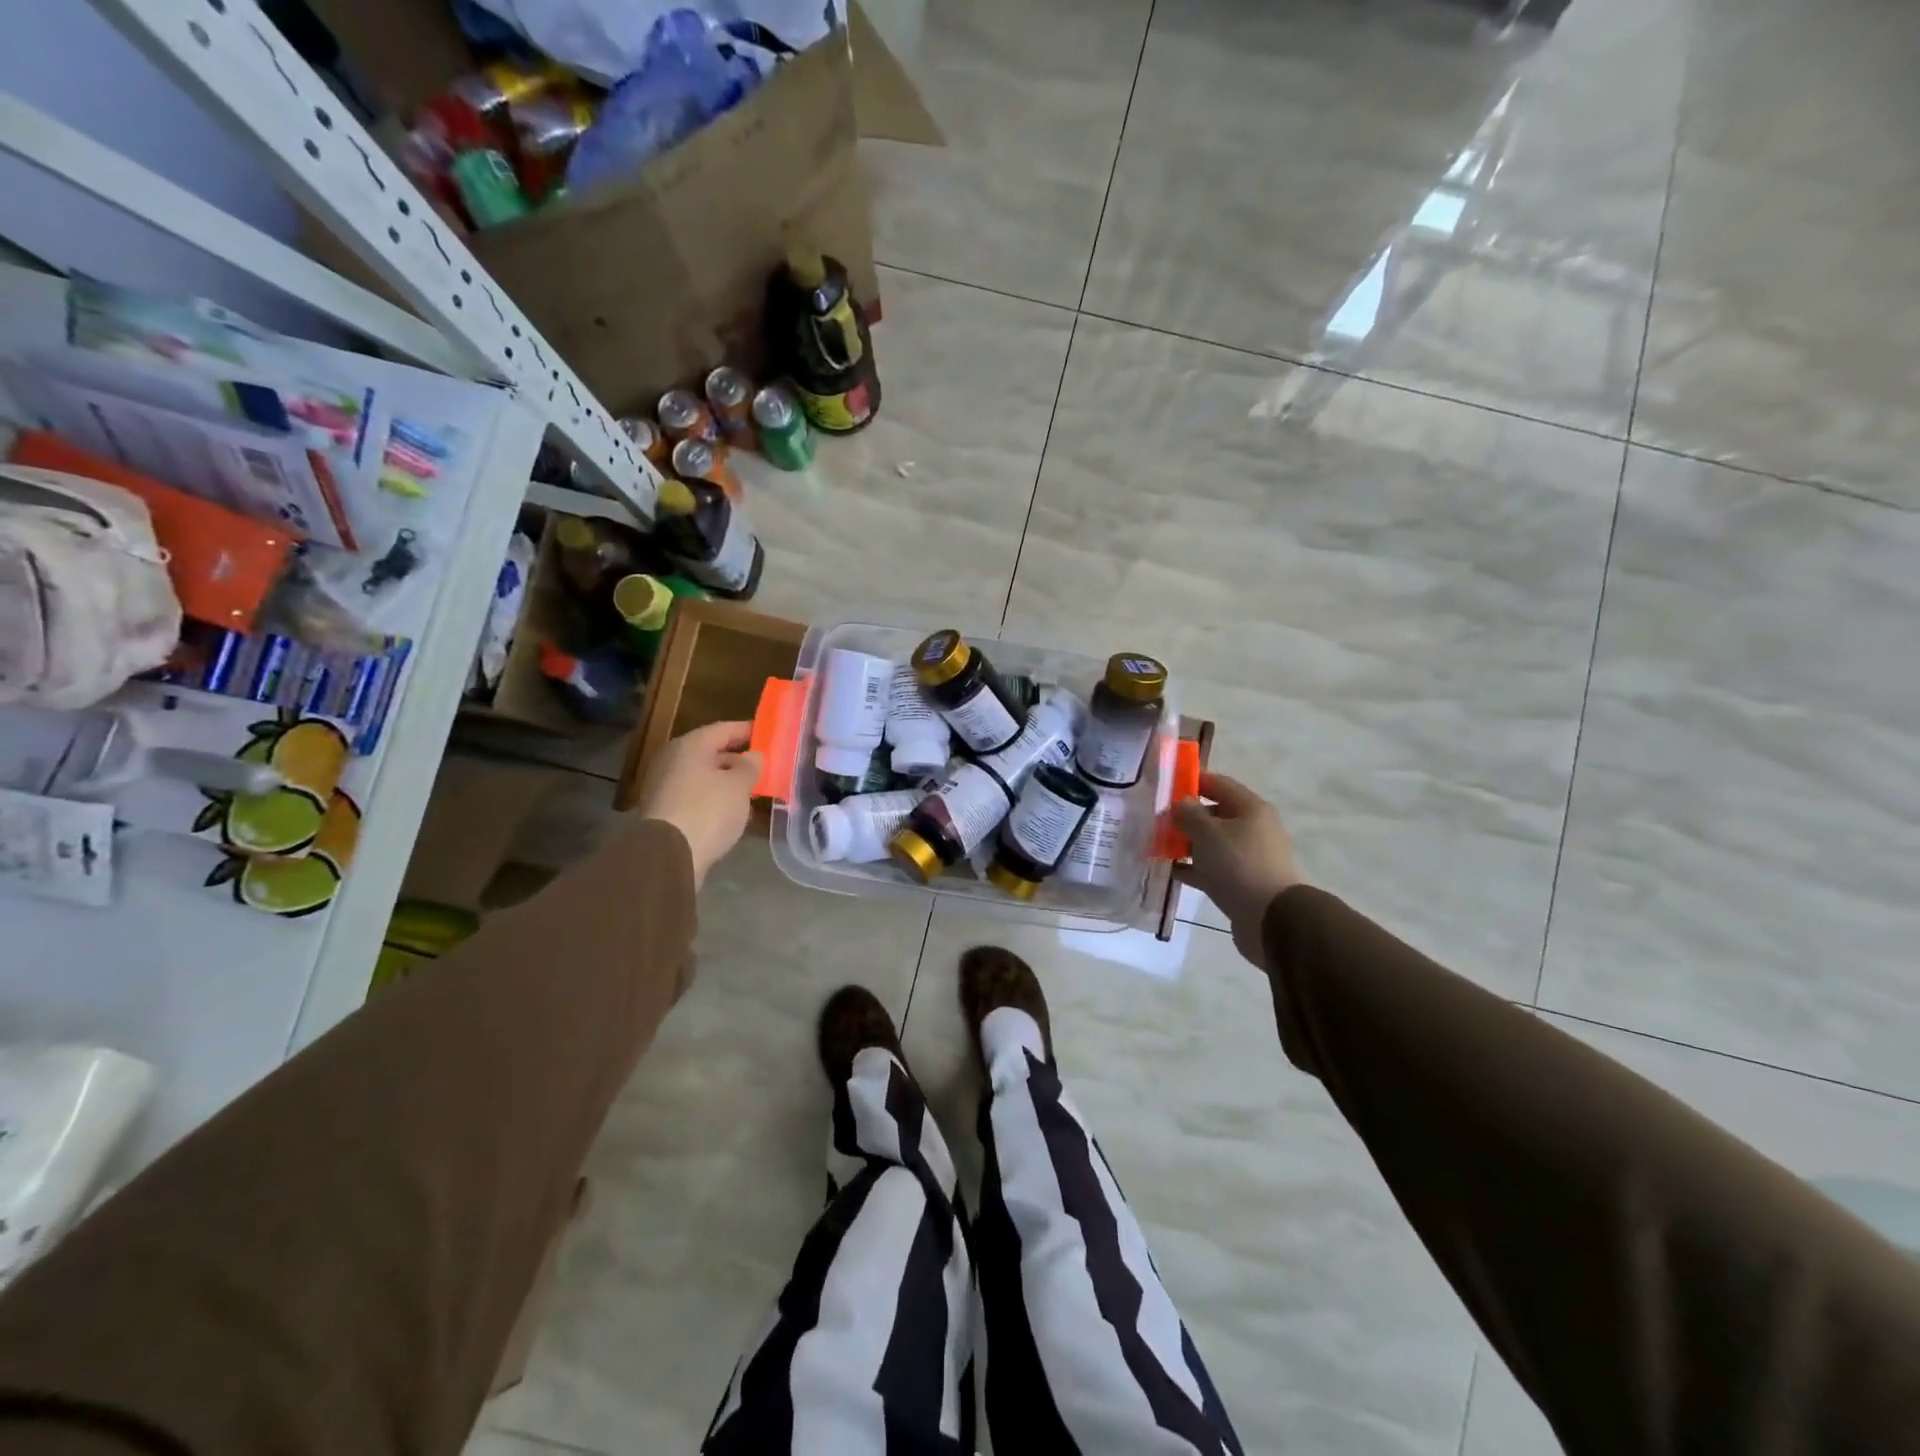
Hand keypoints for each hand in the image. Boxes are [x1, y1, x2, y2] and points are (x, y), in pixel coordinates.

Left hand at [636, 721, 761, 886]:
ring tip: (753, 789)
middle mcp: (673, 760)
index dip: (748, 730)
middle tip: (763, 765)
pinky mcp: (665, 810)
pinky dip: (715, 797)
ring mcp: (665, 785)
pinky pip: (696, 795)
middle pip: (711, 752)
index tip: (768, 734)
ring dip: (727, 780)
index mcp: (690, 746)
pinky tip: (734, 809)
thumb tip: (754, 755)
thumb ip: (750, 766)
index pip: (724, 729)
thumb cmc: (708, 811)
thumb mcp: (739, 786)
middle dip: (738, 758)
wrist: (669, 855)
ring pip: (704, 775)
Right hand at [1174, 771, 1301, 964]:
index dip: (1192, 780)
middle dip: (1185, 816)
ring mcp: (1247, 857)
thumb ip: (1189, 814)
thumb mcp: (1208, 833)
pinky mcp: (1241, 882)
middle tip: (1155, 819)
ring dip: (1186, 843)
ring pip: (1211, 843)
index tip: (1165, 785)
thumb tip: (1181, 803)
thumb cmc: (1239, 865)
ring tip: (1156, 845)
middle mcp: (1252, 828)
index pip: (1218, 783)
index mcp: (1250, 809)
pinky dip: (1192, 867)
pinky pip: (1211, 868)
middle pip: (1214, 814)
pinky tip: (1169, 870)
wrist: (1270, 918)